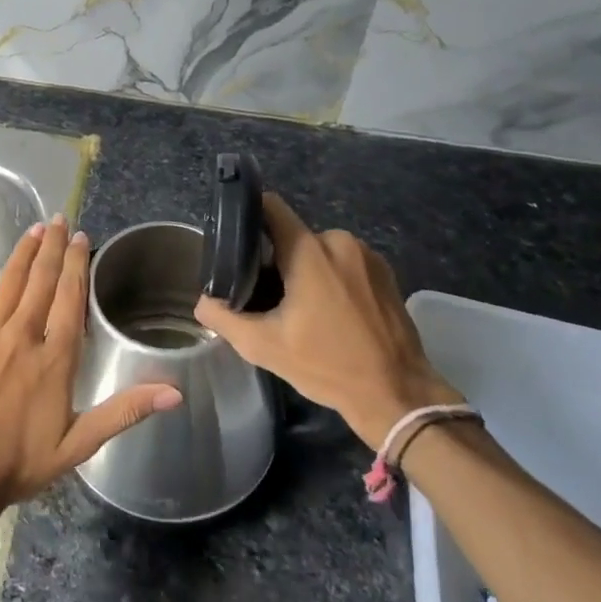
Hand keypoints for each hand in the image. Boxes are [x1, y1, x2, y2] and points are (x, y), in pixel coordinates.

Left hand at [0, 215, 180, 525]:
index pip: (70, 299)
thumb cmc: (17, 464)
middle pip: (41, 281)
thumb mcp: (78, 444)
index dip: (78, 265)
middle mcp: (22, 335)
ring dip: (23, 253)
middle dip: (52, 247)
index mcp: (54, 358)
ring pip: (8, 282)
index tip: (82, 238)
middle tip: (59, 220)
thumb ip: (124, 411)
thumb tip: (173, 392)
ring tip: (33, 229)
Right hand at [194, 193, 458, 443]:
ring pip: (321, 251)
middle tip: (268, 295)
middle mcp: (339, 241)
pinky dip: (334, 279)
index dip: (249, 215)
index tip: (236, 238)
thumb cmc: (328, 365)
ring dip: (308, 271)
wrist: (398, 395)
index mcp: (308, 250)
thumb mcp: (264, 346)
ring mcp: (367, 256)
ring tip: (301, 309)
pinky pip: (346, 263)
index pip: (271, 207)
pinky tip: (332, 313)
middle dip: (278, 260)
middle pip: (294, 237)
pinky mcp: (386, 273)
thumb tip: (202, 301)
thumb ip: (224, 317)